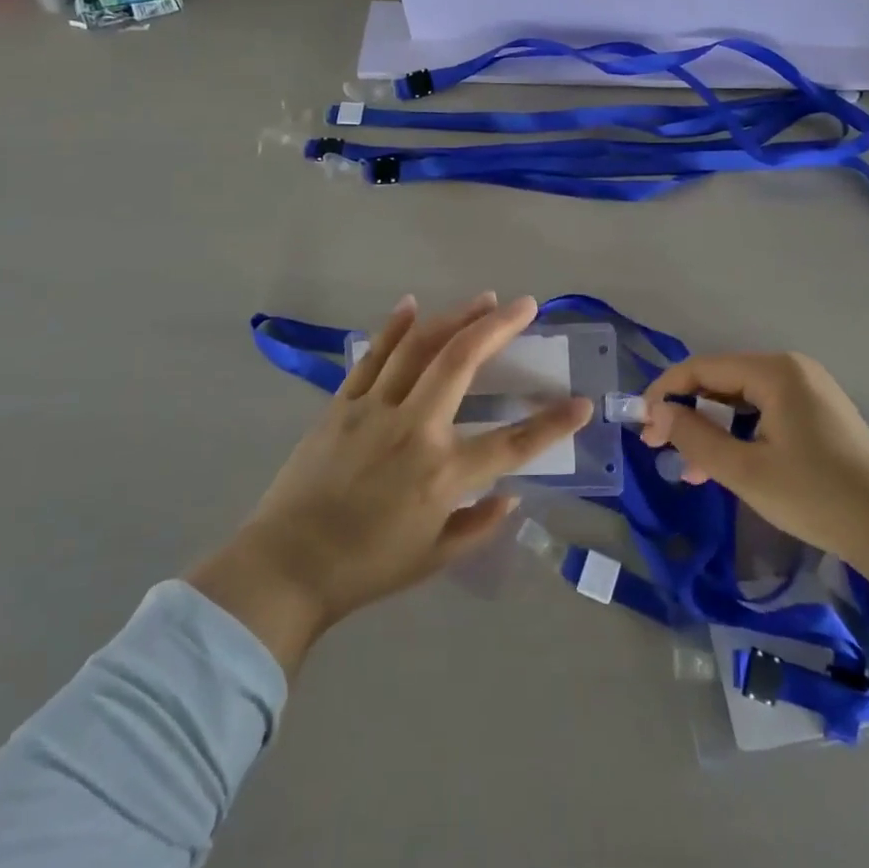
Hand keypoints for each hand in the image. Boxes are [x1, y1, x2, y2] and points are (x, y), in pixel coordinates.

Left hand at [187, 293, 592, 675]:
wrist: (286, 567)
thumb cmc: (366, 568)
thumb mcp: (434, 558)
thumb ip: (479, 525)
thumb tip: (511, 495)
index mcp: (442, 475)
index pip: (512, 444)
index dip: (553, 423)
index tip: (582, 403)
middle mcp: (414, 430)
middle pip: (461, 363)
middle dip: (498, 328)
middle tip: (525, 305)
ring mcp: (374, 410)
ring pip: (420, 348)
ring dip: (455, 317)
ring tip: (484, 299)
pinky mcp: (342, 404)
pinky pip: (373, 356)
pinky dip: (394, 328)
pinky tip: (411, 304)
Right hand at [641, 352, 868, 682]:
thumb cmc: (816, 496)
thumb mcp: (744, 471)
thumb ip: (694, 437)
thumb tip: (658, 412)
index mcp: (775, 371)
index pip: (702, 368)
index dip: (666, 393)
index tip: (642, 426)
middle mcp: (791, 369)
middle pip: (721, 382)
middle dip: (688, 414)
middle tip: (660, 449)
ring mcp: (808, 390)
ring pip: (741, 401)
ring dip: (712, 429)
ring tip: (691, 469)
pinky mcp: (818, 414)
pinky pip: (764, 413)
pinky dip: (739, 435)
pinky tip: (726, 465)